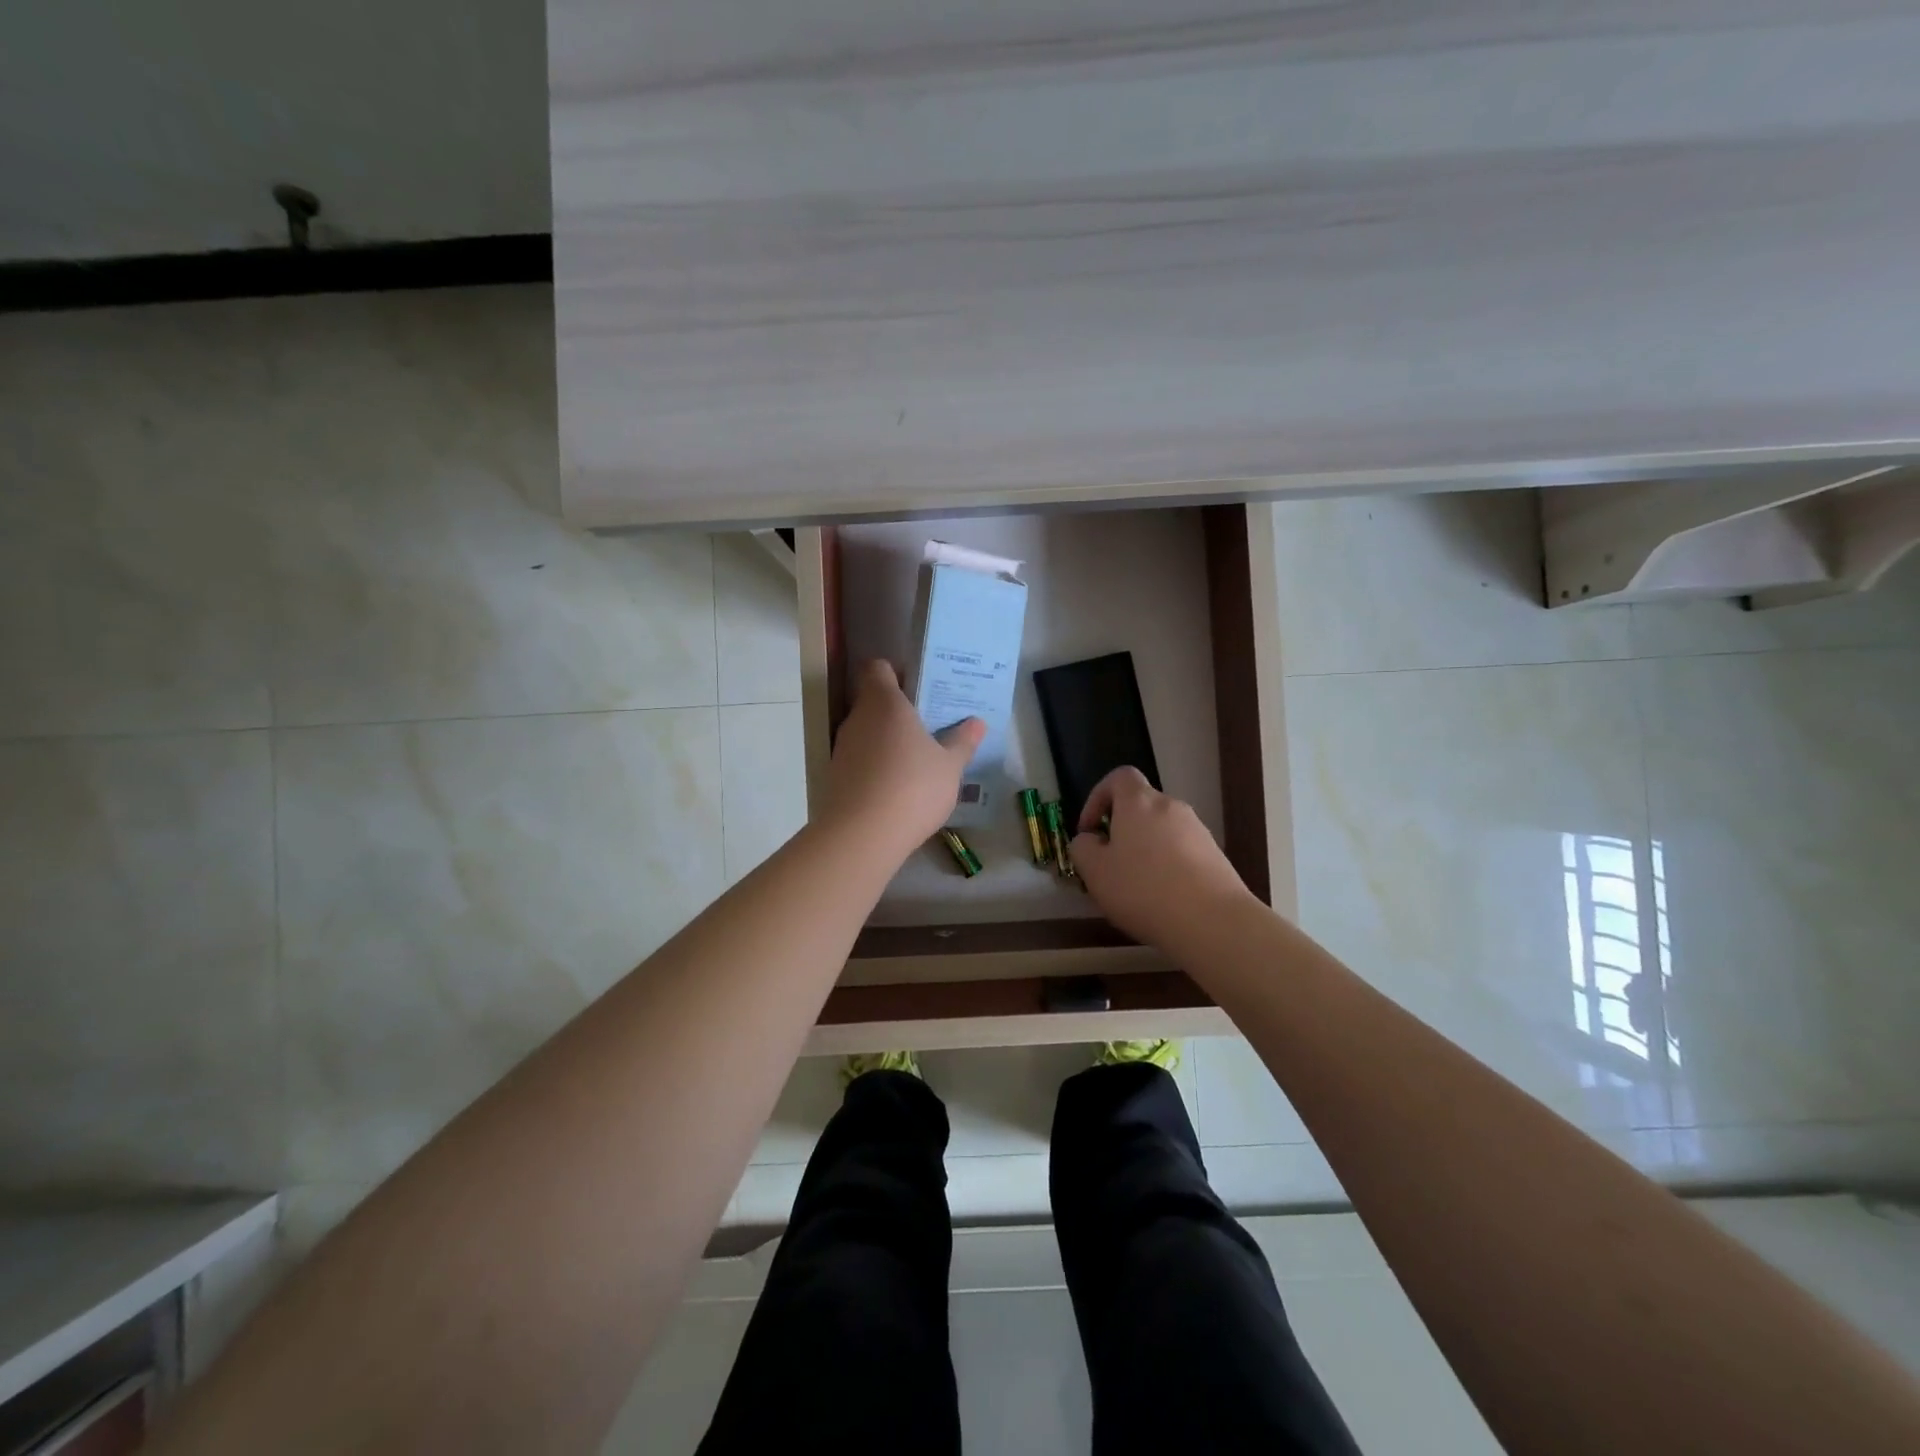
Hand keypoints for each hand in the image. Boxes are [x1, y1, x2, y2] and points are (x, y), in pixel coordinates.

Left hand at [820, 661, 984, 859]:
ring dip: (886, 741)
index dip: (895, 673)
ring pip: (866, 733)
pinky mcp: (835, 777)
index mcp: (884, 703)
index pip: (878, 669)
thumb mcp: (949, 766)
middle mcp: (857, 719)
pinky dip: (875, 767)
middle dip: (897, 711)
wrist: (862, 836)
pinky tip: (897, 787)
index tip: (918, 687)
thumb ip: (962, 742)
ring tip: (916, 759)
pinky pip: (860, 761)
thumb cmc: (912, 787)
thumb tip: (977, 723)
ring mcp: (842, 749)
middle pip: (873, 702)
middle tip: (928, 725)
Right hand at [1071, 767, 1258, 952]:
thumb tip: (1090, 840)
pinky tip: (1164, 898)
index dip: (1098, 798)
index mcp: (1139, 802)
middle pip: (1141, 806)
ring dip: (1145, 849)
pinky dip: (1168, 866)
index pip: (1118, 777)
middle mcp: (1171, 806)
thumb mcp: (1095, 872)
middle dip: (1122, 829)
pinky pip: (1182, 851)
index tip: (1090, 830)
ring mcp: (1198, 830)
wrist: (1213, 921)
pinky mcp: (1216, 855)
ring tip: (1136, 887)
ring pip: (1162, 830)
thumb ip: (1082, 848)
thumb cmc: (1143, 890)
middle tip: (1109, 864)